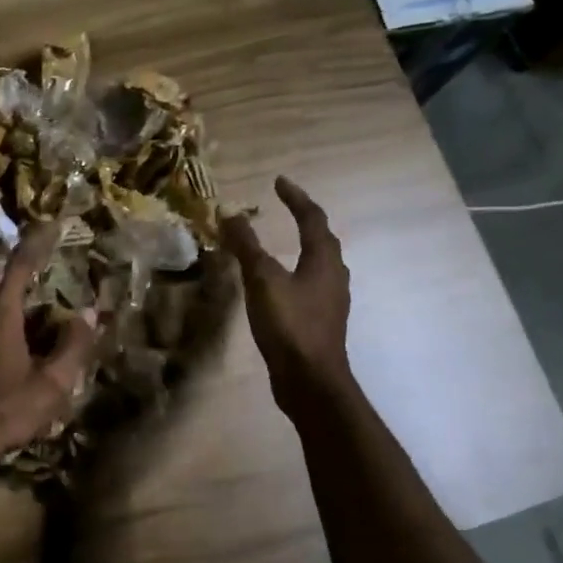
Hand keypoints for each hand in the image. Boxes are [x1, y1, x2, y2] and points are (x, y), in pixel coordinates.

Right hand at [220, 176, 352, 410]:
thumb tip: (228, 211)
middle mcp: (334, 275)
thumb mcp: (262, 280)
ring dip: (302, 247)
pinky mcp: (321, 321)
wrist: (310, 381)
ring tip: (282, 242)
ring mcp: (330, 300)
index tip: (278, 182)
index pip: (312, 218)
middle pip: (322, 239)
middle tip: (283, 208)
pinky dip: (295, 273)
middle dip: (304, 220)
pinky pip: (310, 285)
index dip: (295, 198)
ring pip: (319, 264)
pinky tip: (280, 284)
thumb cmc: (289, 325)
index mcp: (324, 260)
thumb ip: (246, 245)